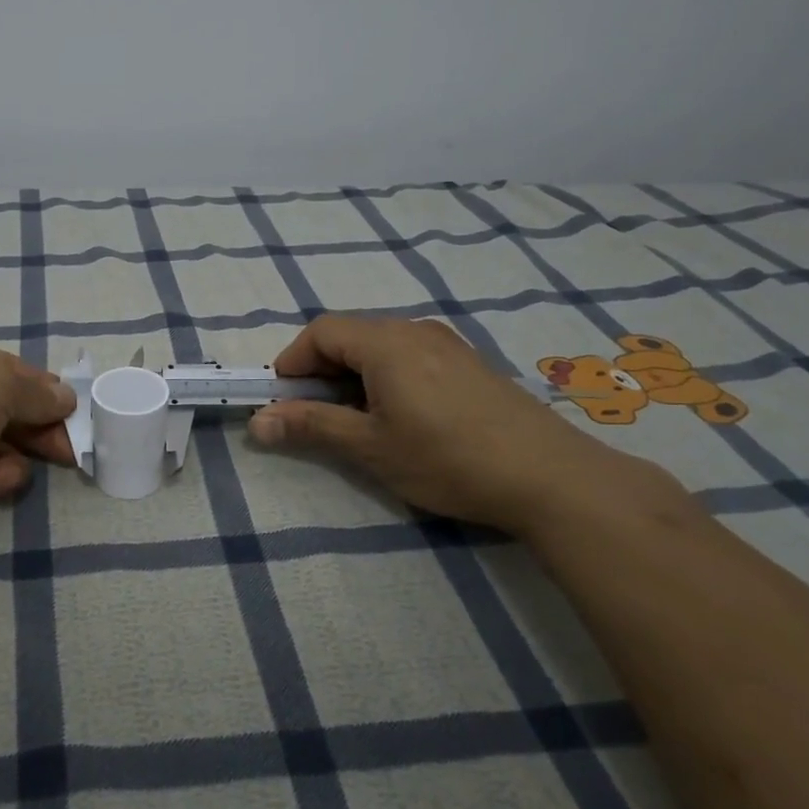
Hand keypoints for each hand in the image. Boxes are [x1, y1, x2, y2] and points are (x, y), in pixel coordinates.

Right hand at [247, 314, 682, 536]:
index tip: (283, 401)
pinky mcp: (469, 364)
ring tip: (358, 421)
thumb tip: (257, 422)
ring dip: (354, 375)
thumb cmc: (447, 459)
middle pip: (350, 335)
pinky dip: (386, 377)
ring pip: (381, 346)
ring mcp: (447, 345)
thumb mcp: (370, 447)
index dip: (293, 362)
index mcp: (386, 343)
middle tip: (318, 416)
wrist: (550, 477)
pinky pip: (410, 356)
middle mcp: (415, 330)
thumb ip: (311, 426)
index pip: (321, 332)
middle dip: (321, 371)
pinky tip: (402, 417)